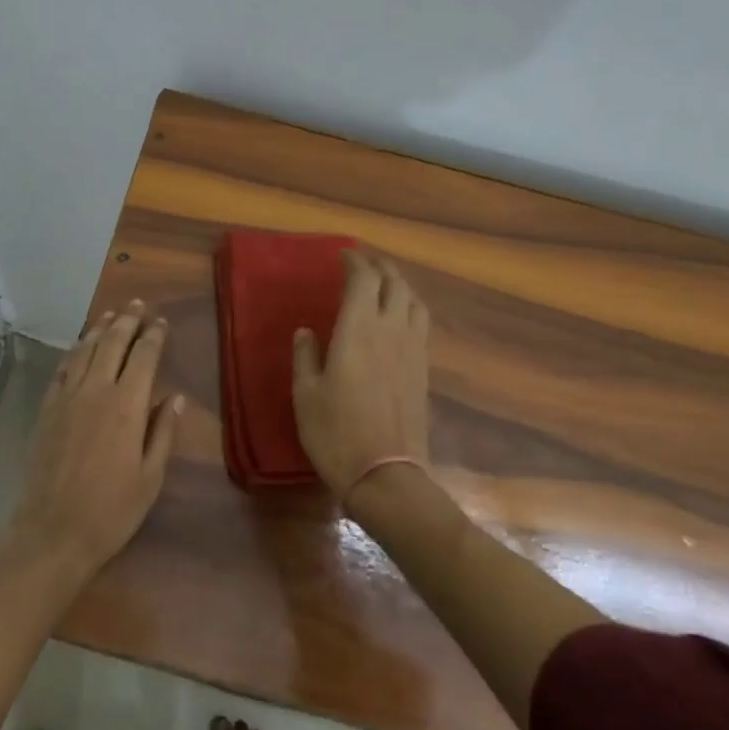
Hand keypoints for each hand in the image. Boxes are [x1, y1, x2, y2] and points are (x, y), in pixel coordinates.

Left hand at [11, 300, 184, 571]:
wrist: (52, 531)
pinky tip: (79, 347)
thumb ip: (164, 431)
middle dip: (127, 320)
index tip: (161, 321)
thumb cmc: (112, 509)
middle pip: (112, 343)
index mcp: (127, 405)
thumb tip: (176, 397)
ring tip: (111, 315)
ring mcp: (66, 398)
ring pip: (84, 350)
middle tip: (137, 304)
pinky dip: (74, 352)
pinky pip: (62, 369)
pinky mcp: (47, 410)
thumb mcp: (151, 476)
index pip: (143, 356)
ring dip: (99, 329)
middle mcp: (95, 390)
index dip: (154, 335)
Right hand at [291, 253, 430, 503]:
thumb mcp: (305, 394)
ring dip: (398, 283)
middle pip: (393, 282)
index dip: (354, 262)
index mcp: (358, 330)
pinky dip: (409, 306)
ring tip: (383, 282)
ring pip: (413, 300)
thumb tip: (306, 331)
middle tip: (361, 262)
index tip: (342, 255)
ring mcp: (412, 349)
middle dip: (378, 266)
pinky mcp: (423, 368)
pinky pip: (421, 322)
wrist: (385, 474)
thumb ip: (305, 356)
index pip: (363, 280)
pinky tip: (399, 316)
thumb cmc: (335, 432)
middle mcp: (390, 330)